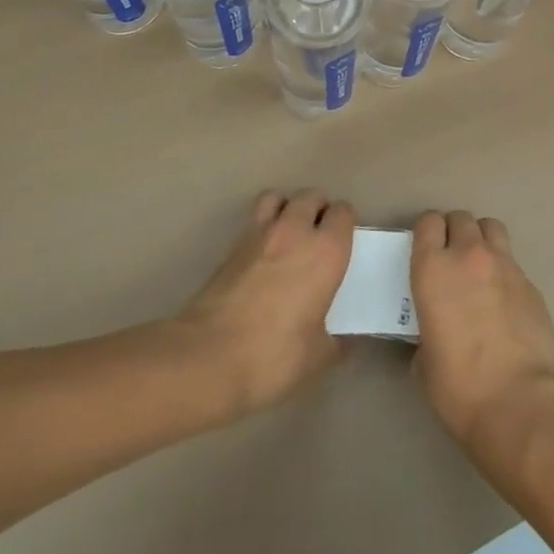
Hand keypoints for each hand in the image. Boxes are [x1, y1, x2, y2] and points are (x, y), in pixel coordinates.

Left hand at [178, 189, 355, 418]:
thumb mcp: (316, 357)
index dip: (344, 223)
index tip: (343, 242)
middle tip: (318, 235)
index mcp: (326, 251)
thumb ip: (335, 342)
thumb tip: (345, 342)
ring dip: (286, 206)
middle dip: (318, 208)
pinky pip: (253, 220)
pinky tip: (262, 253)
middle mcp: (296, 231)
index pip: (343, 212)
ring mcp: (260, 234)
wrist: (208, 357)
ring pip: (278, 197)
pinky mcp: (231, 246)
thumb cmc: (274, 355)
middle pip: (311, 196)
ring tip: (288, 231)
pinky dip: (261, 225)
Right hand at [410, 211, 553, 448]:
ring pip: (491, 227)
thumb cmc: (459, 386)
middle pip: (461, 218)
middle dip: (454, 232)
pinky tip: (504, 302)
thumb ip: (426, 334)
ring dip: (482, 239)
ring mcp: (505, 265)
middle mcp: (469, 255)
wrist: (518, 402)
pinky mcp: (532, 283)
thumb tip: (432, 340)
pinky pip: (513, 263)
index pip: (428, 222)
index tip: (426, 250)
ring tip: (480, 267)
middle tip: (452, 259)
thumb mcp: (424, 362)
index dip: (427, 232)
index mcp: (433, 269)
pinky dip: (505, 272)